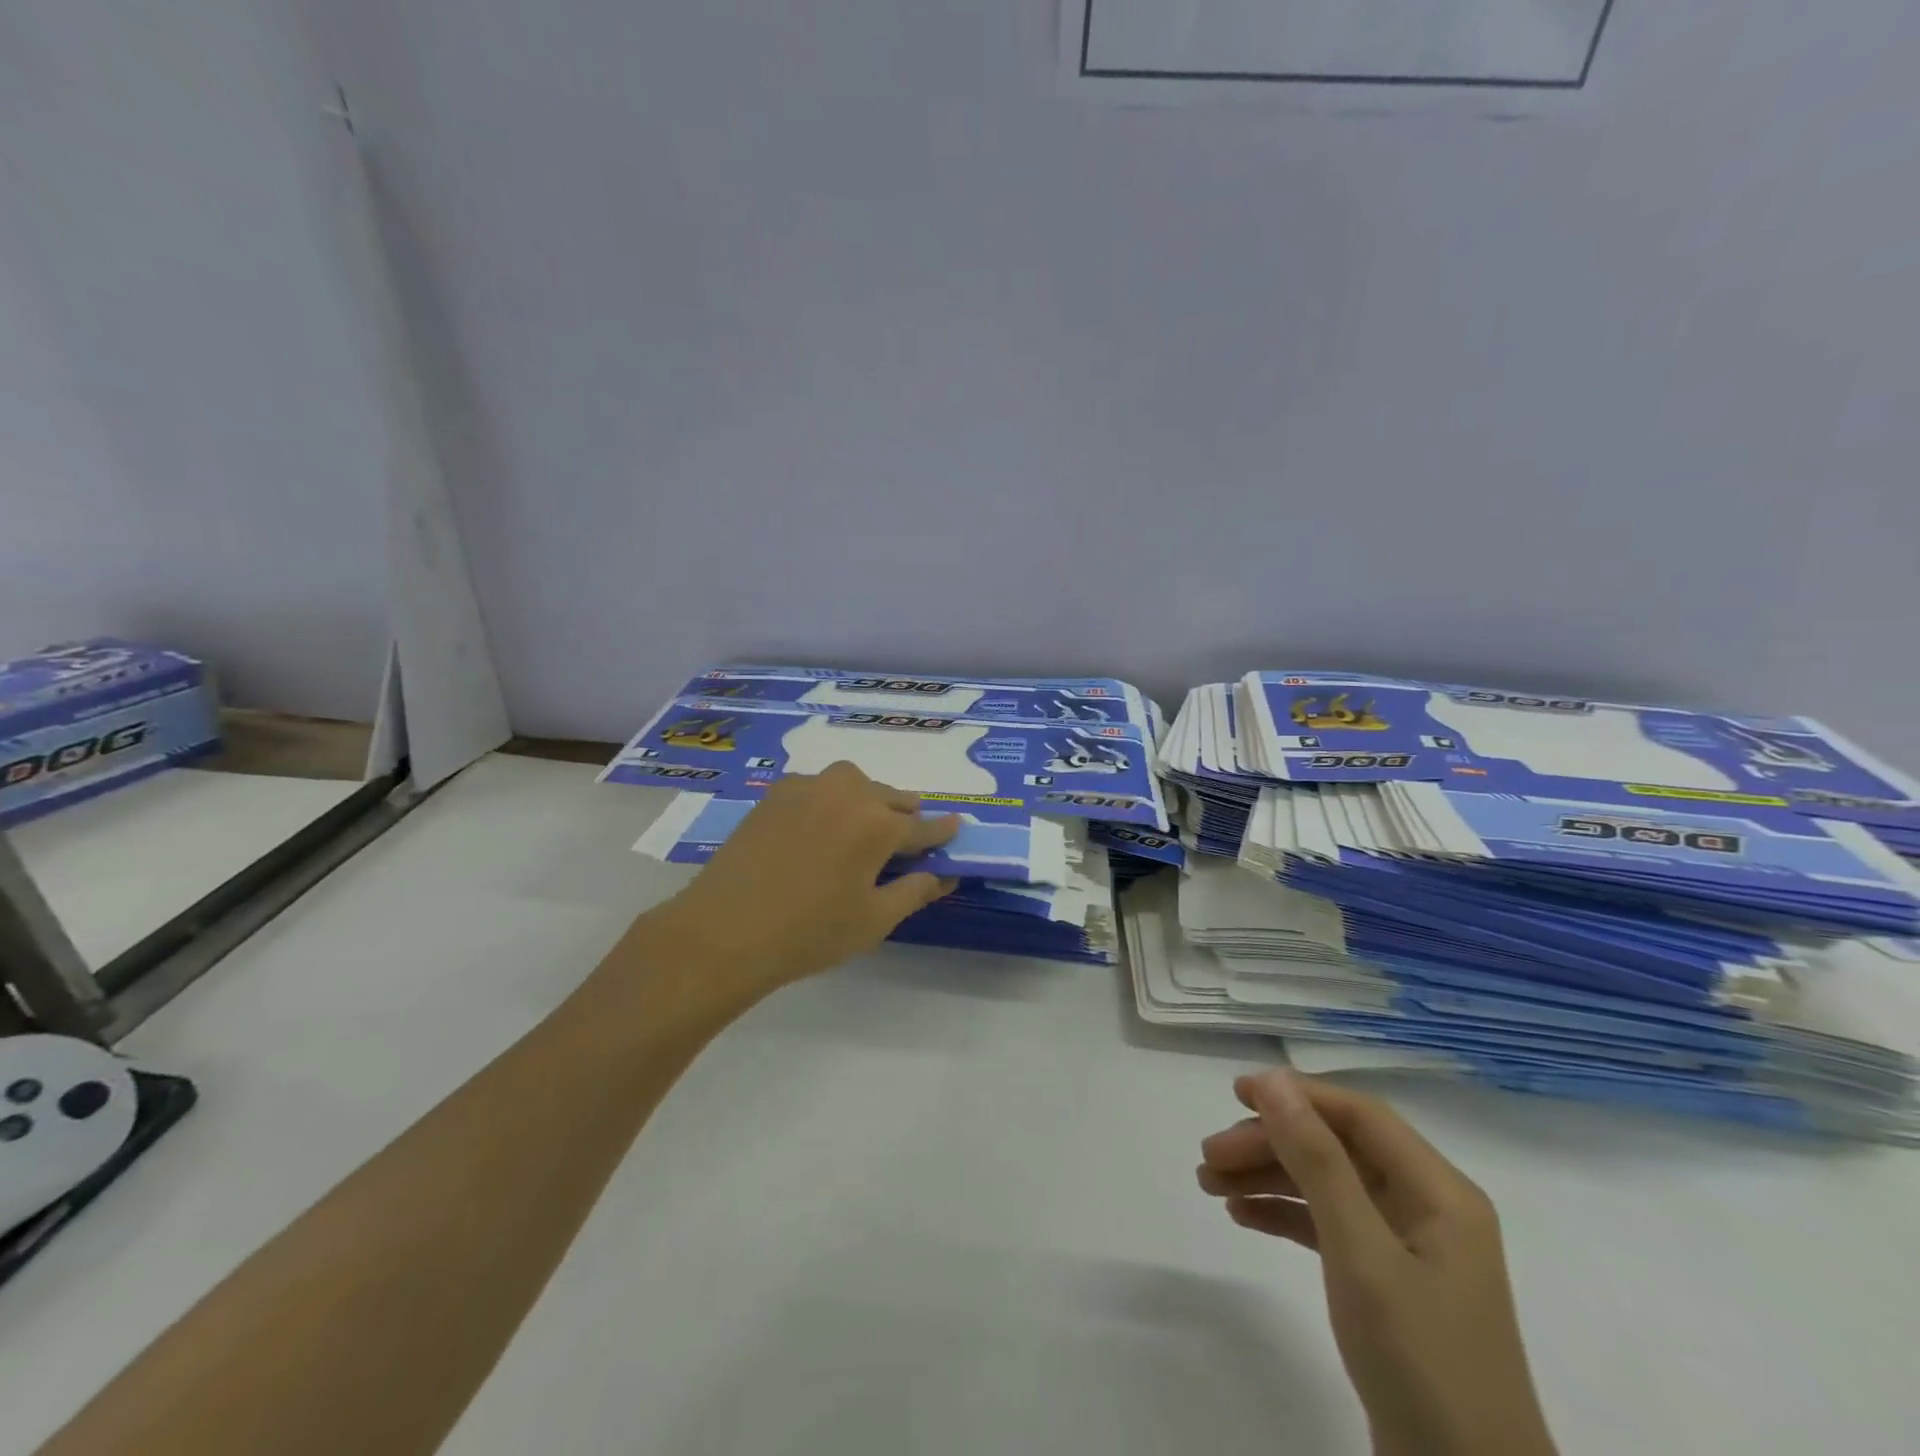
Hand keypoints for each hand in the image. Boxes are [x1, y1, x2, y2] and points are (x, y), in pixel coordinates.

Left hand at [635, 762, 960, 995]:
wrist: (724, 931)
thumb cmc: (809, 933)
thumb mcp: (873, 921)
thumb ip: (914, 891)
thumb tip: (944, 876)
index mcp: (878, 824)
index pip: (923, 826)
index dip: (942, 831)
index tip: (956, 828)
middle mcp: (847, 793)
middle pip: (890, 798)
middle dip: (905, 814)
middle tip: (908, 835)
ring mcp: (808, 789)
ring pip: (854, 784)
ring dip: (868, 799)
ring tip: (865, 824)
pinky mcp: (776, 794)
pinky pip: (818, 787)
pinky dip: (831, 799)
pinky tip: (821, 824)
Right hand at [1198, 1070, 1556, 1455]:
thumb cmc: (1421, 1361)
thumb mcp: (1361, 1253)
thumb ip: (1317, 1161)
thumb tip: (1274, 1080)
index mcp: (1438, 1191)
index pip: (1358, 1115)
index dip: (1297, 1096)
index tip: (1235, 1094)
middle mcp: (1426, 1208)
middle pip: (1336, 1149)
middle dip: (1271, 1145)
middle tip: (1209, 1157)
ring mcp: (1408, 1248)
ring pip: (1326, 1186)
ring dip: (1269, 1177)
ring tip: (1210, 1184)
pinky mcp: (1388, 1285)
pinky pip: (1328, 1226)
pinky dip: (1284, 1215)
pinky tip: (1241, 1215)